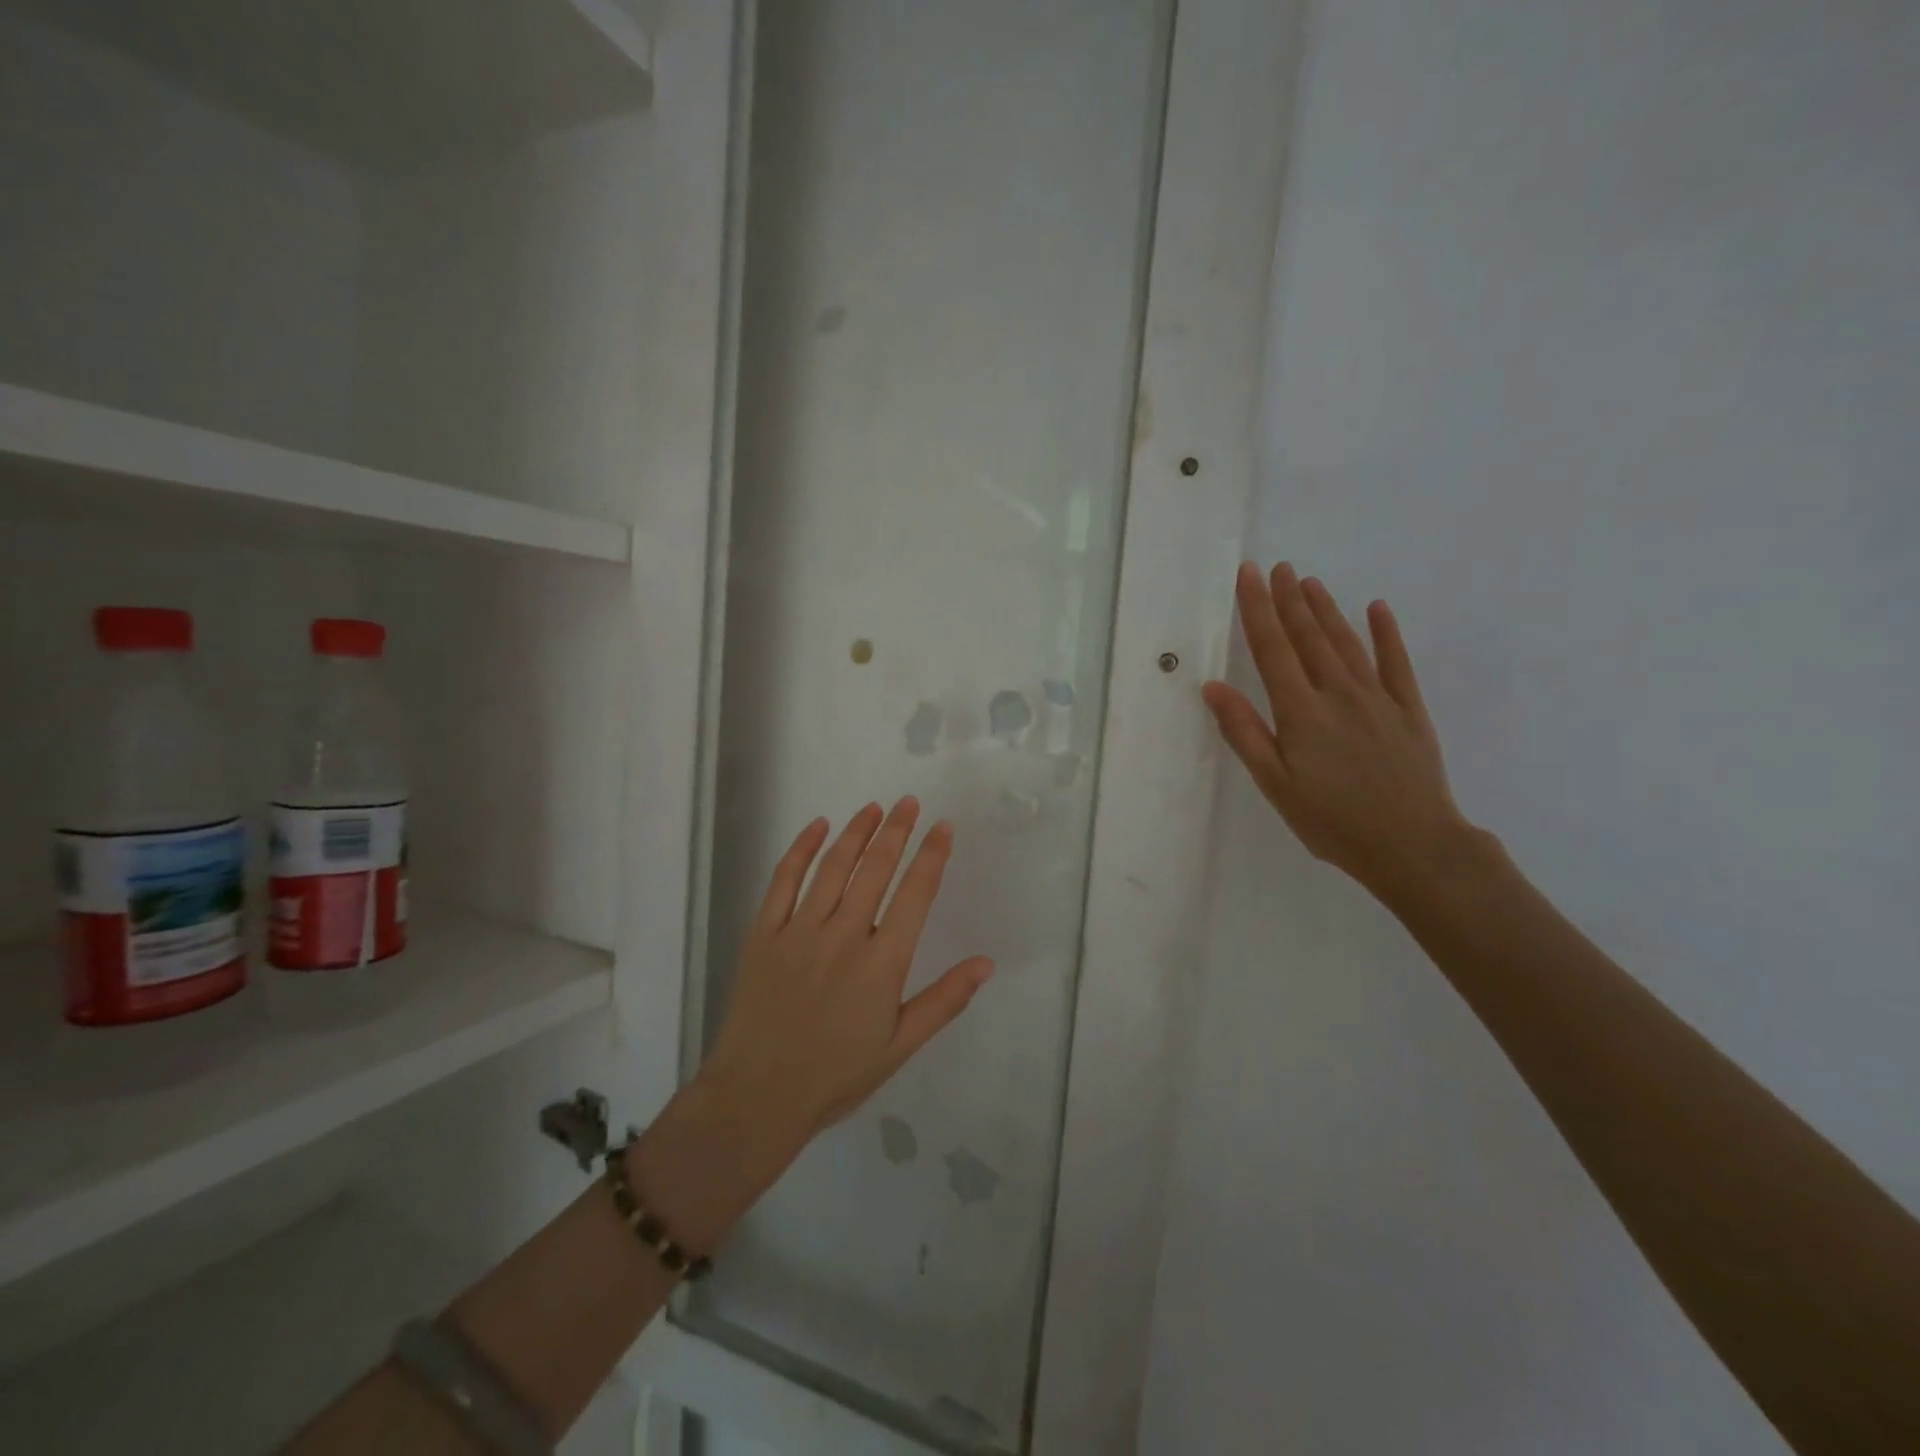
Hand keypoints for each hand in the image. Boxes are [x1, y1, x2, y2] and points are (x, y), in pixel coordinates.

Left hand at [701, 798, 994, 1142]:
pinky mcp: (764, 934)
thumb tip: (986, 962)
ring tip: (873, 808)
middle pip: (875, 869)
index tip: (942, 827)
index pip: (915, 894)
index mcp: (882, 963)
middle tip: (909, 803)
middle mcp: (843, 936)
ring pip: (833, 867)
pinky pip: (783, 881)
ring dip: (856, 833)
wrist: (756, 1098)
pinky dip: (800, 850)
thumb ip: (944, 1001)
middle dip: (896, 831)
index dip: (931, 856)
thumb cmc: (836, 1077)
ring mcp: (799, 931)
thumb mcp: (900, 1047)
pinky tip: (816, 828)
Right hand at [1202, 561, 1477, 896]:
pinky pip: (1396, 662)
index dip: (1258, 610)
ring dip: (1325, 610)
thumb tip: (1213, 687)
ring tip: (1309, 582)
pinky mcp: (1408, 709)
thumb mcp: (1275, 784)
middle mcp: (1338, 693)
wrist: (1413, 844)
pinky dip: (1385, 633)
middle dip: (1289, 600)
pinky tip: (1377, 609)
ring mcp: (1377, 698)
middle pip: (1308, 637)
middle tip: (1277, 567)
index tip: (1248, 575)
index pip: (1272, 649)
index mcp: (1300, 712)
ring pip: (1346, 642)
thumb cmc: (1332, 821)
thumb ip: (1244, 733)